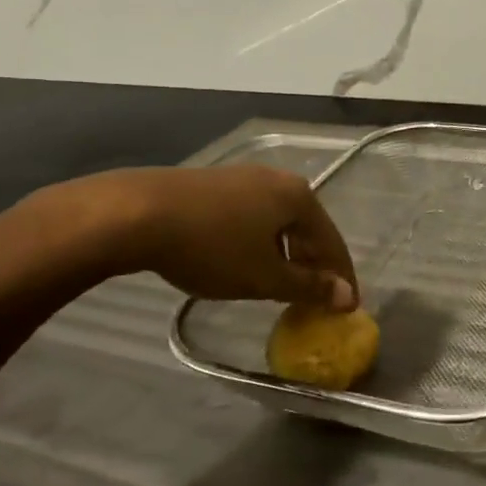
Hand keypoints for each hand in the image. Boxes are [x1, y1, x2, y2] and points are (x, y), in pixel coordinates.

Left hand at [37, 166, 357, 306]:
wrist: (137, 213)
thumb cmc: (213, 247)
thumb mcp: (265, 276)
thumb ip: (309, 287)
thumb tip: (348, 296)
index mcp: (299, 197)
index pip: (332, 242)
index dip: (341, 278)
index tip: (348, 308)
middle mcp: (277, 179)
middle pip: (307, 228)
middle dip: (314, 264)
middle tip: (315, 297)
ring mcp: (243, 177)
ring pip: (278, 222)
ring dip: (286, 254)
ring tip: (280, 282)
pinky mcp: (214, 184)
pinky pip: (252, 216)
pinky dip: (260, 242)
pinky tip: (245, 259)